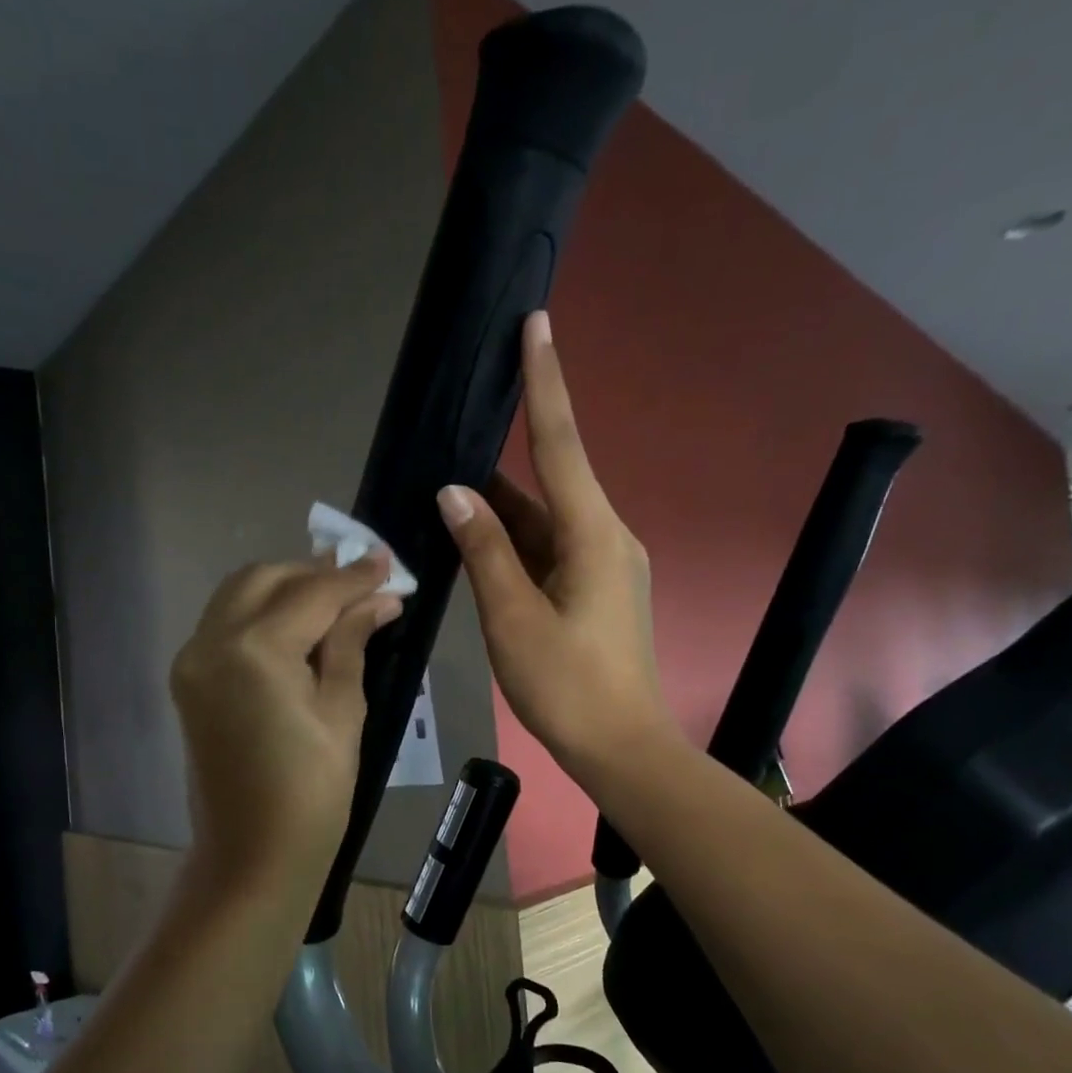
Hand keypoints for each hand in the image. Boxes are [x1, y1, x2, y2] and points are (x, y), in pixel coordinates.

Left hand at [171, 552, 402, 900]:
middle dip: (315, 573)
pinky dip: (261, 613)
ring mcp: (192, 660)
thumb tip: (379, 598)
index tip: (390, 562)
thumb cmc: (312, 793)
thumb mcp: (343, 711)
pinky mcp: (188, 680)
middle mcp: (211, 641)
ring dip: (285, 587)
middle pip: (265, 578)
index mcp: (254, 649)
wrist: (252, 856)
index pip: (312, 592)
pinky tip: (298, 626)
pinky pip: (225, 624)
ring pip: (239, 595)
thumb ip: (352, 642)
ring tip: (335, 598)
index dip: (355, 576)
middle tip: (363, 580)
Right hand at [438, 310, 668, 778]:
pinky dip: (514, 545)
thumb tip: (456, 491)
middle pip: (549, 482)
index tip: (537, 324)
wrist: (622, 748)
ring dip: (501, 513)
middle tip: (455, 435)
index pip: (561, 444)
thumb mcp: (513, 618)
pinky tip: (478, 547)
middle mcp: (605, 538)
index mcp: (593, 535)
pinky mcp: (596, 592)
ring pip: (545, 522)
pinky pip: (549, 551)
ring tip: (448, 497)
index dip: (545, 383)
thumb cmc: (567, 686)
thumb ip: (484, 550)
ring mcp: (604, 566)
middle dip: (504, 461)